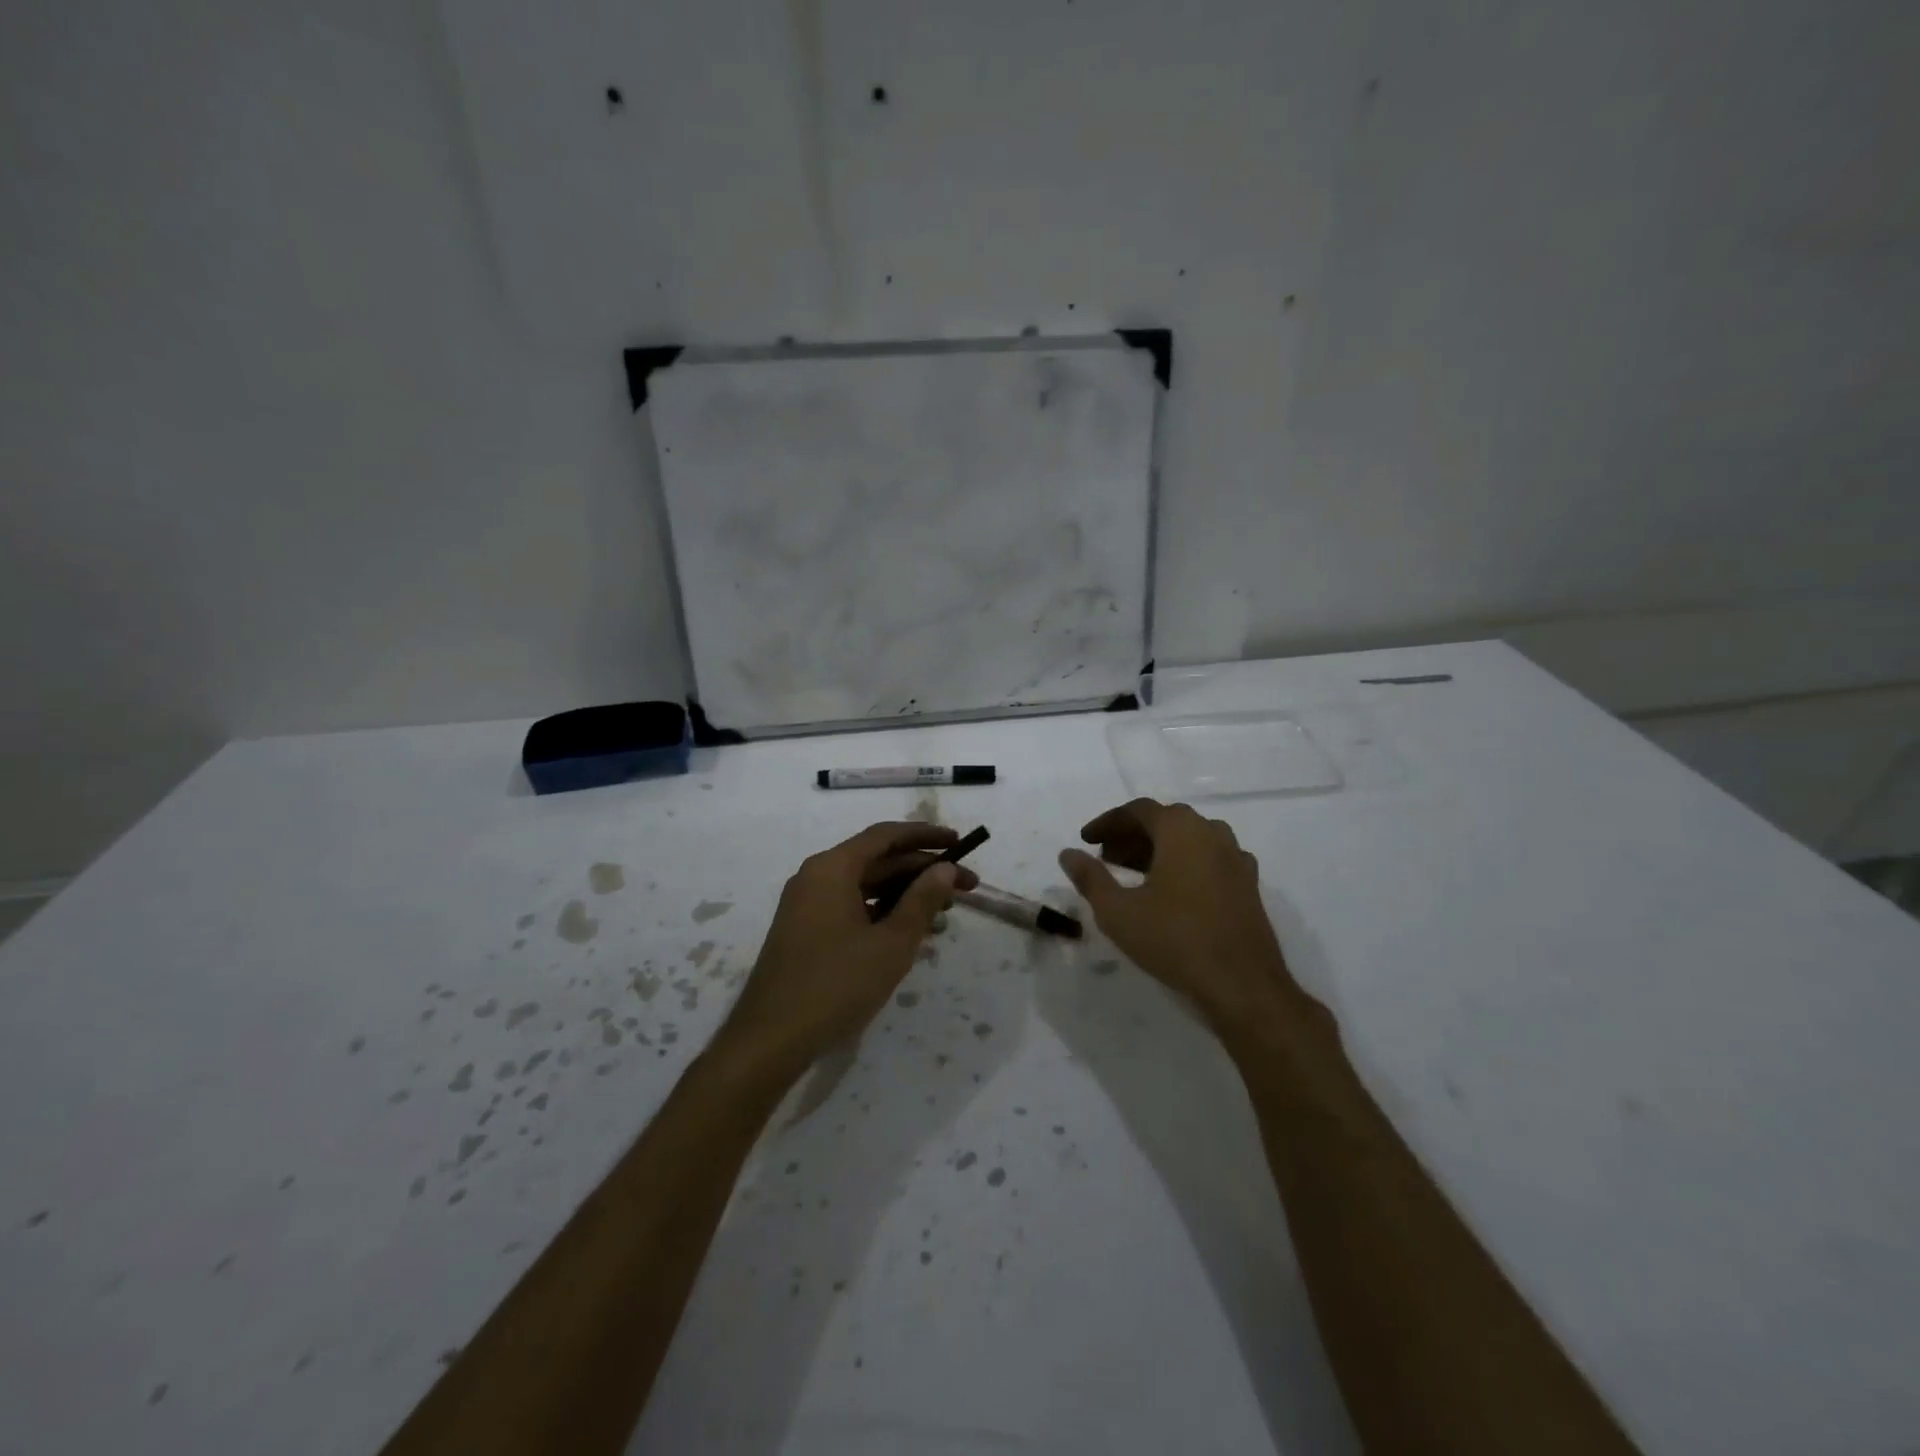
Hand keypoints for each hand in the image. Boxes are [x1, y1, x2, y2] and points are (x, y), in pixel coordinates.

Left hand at [718, 823, 978, 1079]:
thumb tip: (945, 869)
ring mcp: (808, 905)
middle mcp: (816, 877)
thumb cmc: (836, 985)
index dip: (926, 836)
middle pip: (877, 860)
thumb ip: (922, 900)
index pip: (886, 836)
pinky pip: (852, 907)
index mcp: (832, 868)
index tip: (960, 843)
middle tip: (966, 886)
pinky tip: (911, 933)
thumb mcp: (891, 943)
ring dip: (906, 895)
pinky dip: (883, 913)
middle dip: (923, 871)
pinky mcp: (806, 931)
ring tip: (946, 913)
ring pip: (866, 886)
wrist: (770, 1040)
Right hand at [1059, 799, 1312, 1038]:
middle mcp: (1212, 833)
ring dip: (1158, 849)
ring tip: (1134, 874)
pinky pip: (1209, 860)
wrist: (1242, 985)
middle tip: (1106, 858)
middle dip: (1131, 836)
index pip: (1138, 810)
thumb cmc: (1174, 940)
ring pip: (1189, 840)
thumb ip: (1090, 878)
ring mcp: (1236, 859)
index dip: (1108, 823)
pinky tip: (1171, 892)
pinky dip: (1184, 864)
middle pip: (1165, 821)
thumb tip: (1068, 854)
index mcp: (1181, 830)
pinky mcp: (1248, 885)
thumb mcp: (1118, 911)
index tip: (1086, 840)